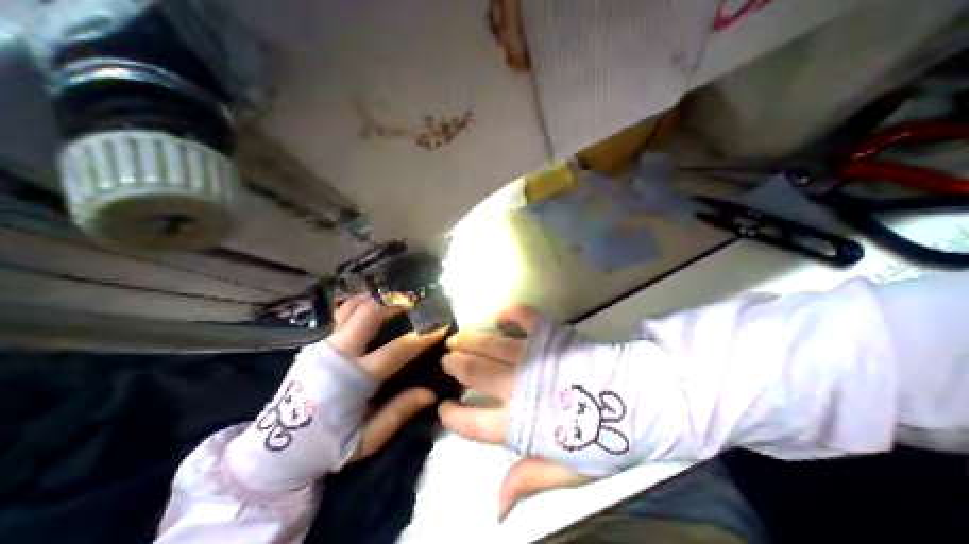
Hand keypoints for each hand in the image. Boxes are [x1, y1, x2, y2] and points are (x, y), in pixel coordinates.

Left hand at [326, 295, 446, 460]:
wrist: (273, 453)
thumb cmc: (326, 447)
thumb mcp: (367, 439)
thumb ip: (399, 412)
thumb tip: (430, 392)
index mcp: (352, 380)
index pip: (396, 350)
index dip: (421, 337)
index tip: (439, 327)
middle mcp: (337, 354)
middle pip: (369, 313)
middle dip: (394, 303)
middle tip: (413, 302)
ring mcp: (322, 345)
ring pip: (351, 306)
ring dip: (375, 299)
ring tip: (393, 300)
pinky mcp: (314, 344)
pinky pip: (339, 313)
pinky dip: (357, 304)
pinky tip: (370, 306)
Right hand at [439, 301, 589, 517]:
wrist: (637, 401)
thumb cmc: (602, 439)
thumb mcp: (568, 471)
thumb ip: (529, 479)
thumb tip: (496, 507)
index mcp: (521, 422)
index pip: (473, 422)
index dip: (453, 416)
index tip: (443, 409)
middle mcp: (518, 385)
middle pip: (476, 373)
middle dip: (456, 367)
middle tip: (446, 363)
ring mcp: (533, 356)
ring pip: (490, 345)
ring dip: (469, 341)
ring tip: (455, 340)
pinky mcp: (549, 334)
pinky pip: (524, 317)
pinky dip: (510, 313)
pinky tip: (499, 316)